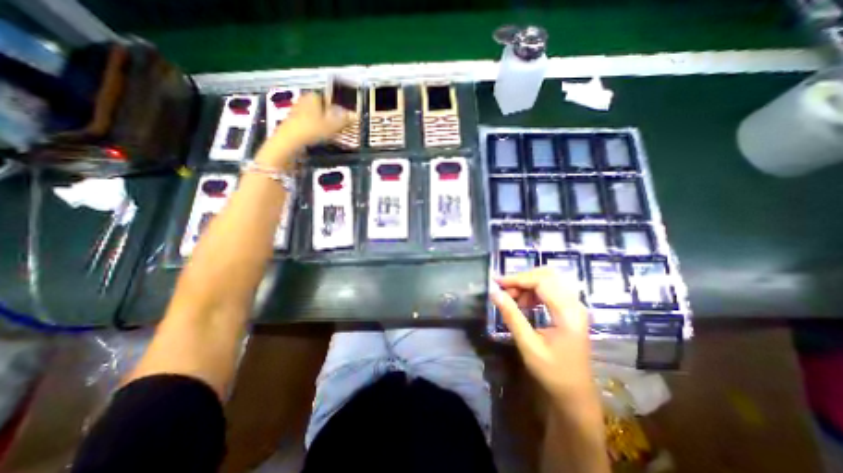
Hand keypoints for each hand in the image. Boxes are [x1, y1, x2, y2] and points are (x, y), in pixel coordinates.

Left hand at [255, 92, 351, 170]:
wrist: (289, 141)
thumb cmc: (312, 130)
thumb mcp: (333, 126)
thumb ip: (344, 120)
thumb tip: (355, 115)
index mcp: (314, 96)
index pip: (328, 99)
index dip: (336, 109)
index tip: (341, 119)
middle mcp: (303, 99)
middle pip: (320, 107)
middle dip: (327, 116)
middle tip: (336, 128)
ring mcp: (295, 110)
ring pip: (313, 115)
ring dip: (320, 123)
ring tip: (327, 135)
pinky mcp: (290, 121)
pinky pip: (306, 123)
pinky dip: (312, 129)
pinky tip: (315, 138)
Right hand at [492, 268, 594, 403]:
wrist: (575, 395)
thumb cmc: (553, 373)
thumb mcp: (528, 345)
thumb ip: (512, 316)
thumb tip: (494, 293)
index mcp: (568, 314)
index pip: (542, 281)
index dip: (518, 279)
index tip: (497, 283)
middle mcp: (575, 305)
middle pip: (547, 275)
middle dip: (522, 279)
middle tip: (505, 290)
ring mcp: (575, 306)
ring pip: (549, 280)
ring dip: (528, 284)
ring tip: (512, 298)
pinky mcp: (570, 310)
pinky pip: (551, 289)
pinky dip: (534, 291)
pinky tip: (525, 303)